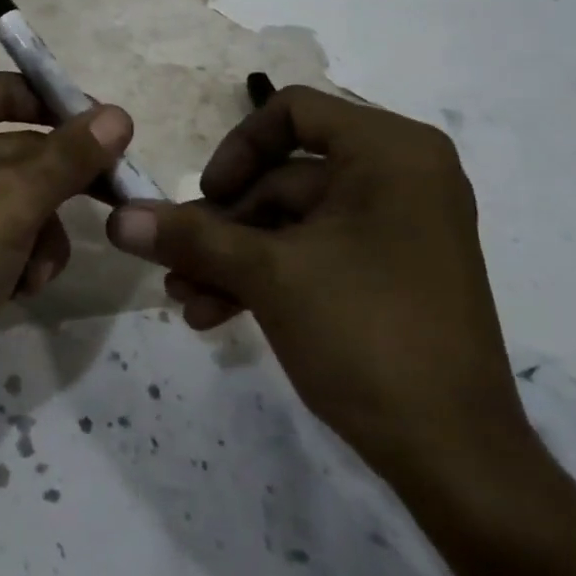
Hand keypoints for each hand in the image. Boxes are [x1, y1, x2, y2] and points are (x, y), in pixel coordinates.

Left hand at [0, 73, 131, 413]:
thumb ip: (68, 158)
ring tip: (38, 266)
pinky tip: (22, 289)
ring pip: (18, 198)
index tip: (113, 127)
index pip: (5, 91)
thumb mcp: (9, 202)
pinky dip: (21, 258)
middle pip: (18, 149)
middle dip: (59, 184)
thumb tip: (119, 115)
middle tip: (116, 194)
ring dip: (41, 232)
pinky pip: (3, 235)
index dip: (59, 106)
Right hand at [105, 85, 526, 484]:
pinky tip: (215, 314)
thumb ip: (189, 236)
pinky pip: (314, 252)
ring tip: (184, 297)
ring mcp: (397, 226)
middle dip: (223, 224)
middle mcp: (400, 176)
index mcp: (390, 152)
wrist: (458, 462)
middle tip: (173, 260)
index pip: (292, 112)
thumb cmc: (367, 335)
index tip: (206, 195)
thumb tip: (117, 218)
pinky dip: (266, 276)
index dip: (238, 148)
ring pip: (291, 221)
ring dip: (234, 257)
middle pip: (284, 176)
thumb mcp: (267, 275)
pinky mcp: (389, 270)